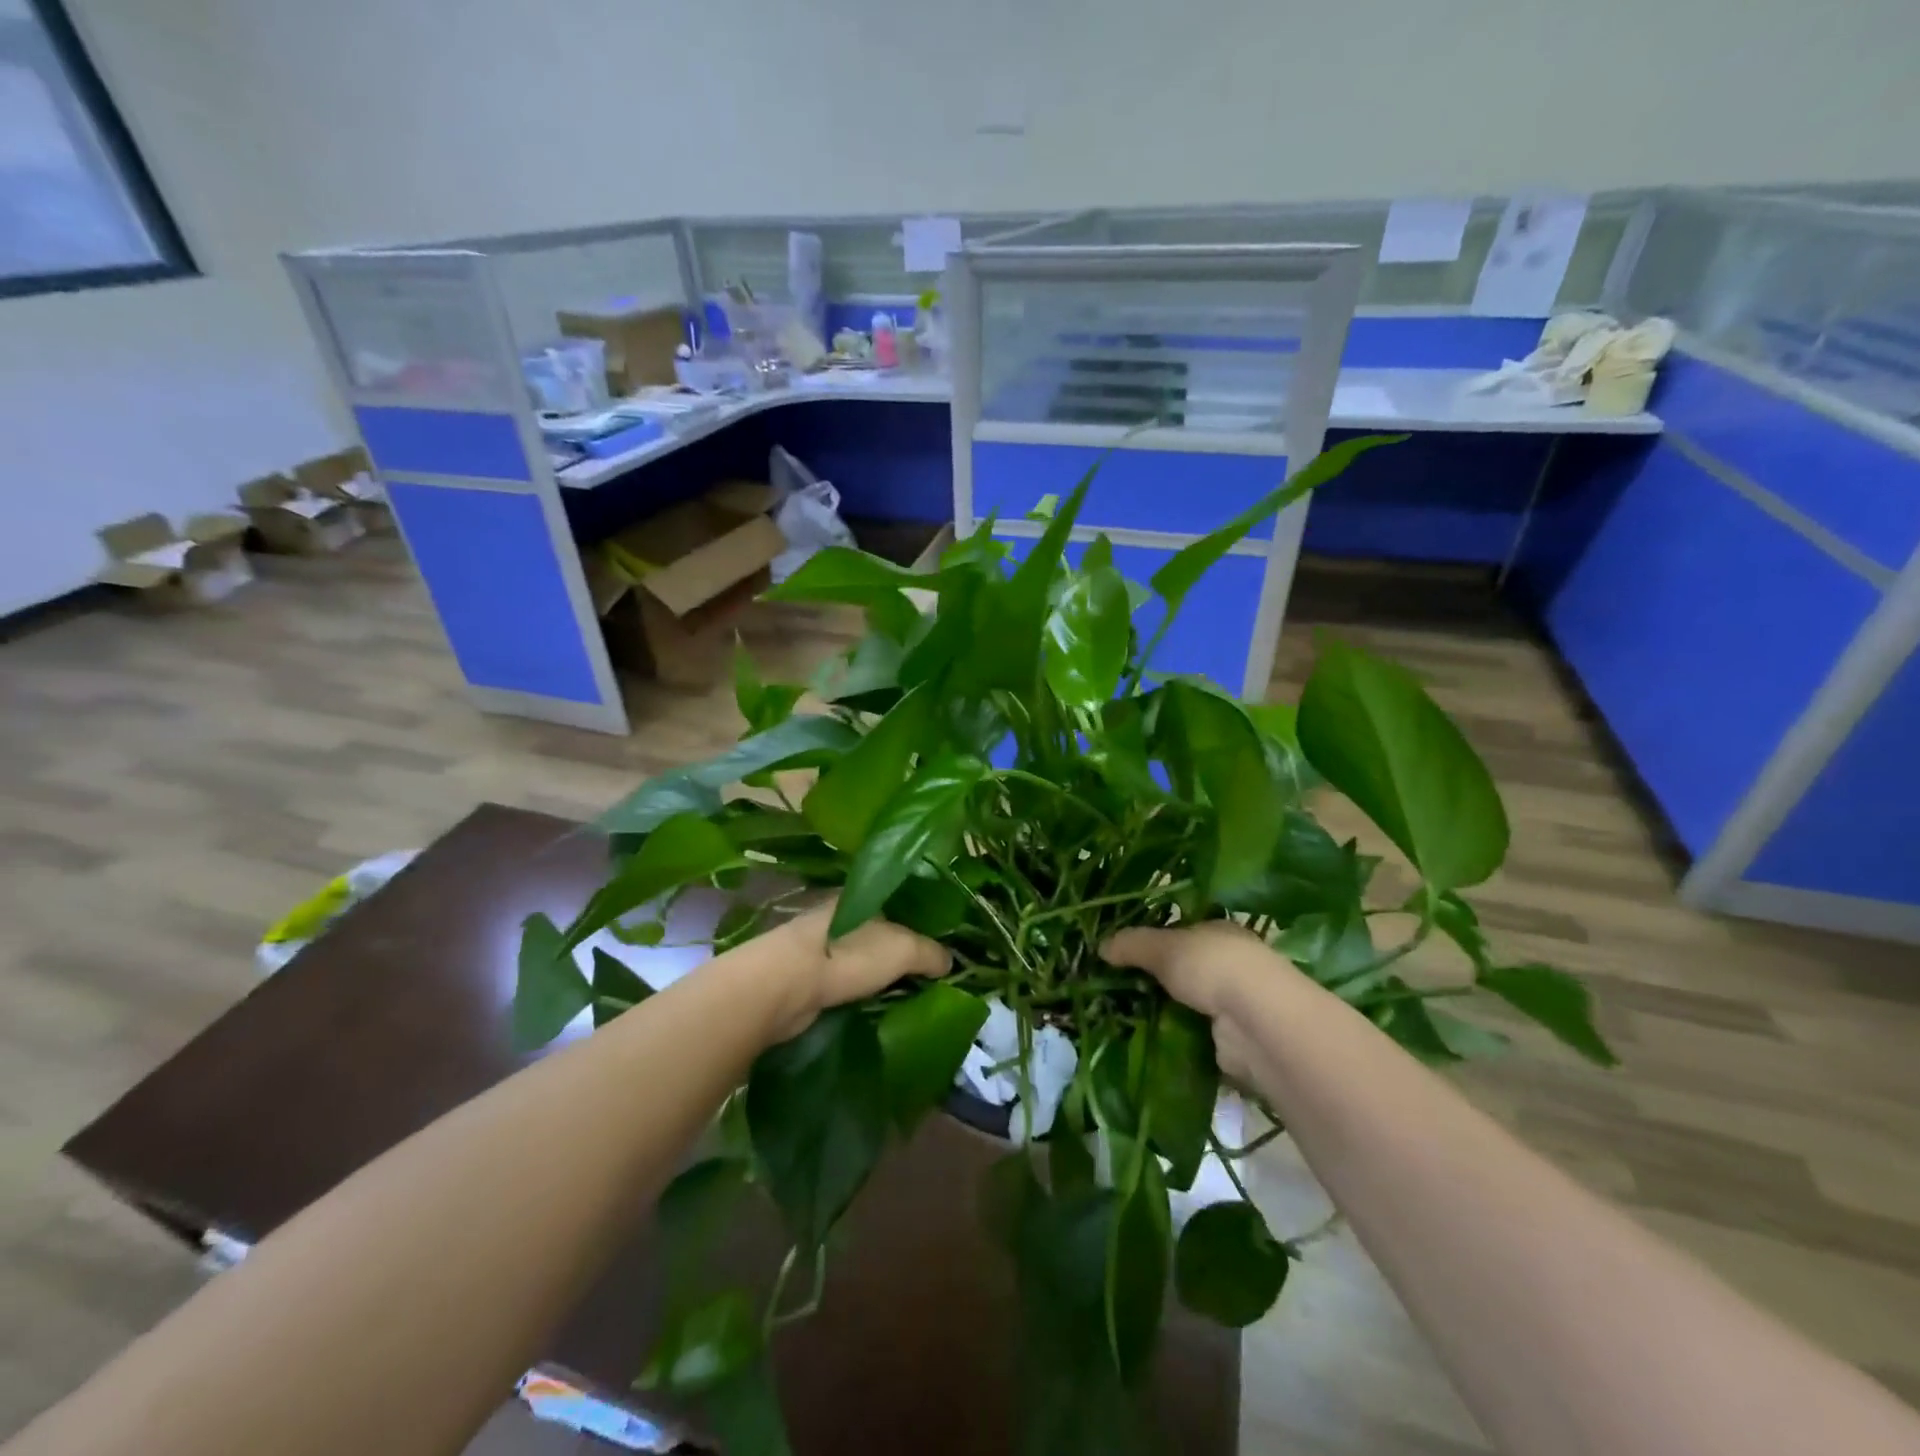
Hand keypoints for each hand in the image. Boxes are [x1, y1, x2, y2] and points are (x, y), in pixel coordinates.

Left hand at [760, 906, 949, 1040]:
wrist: (783, 986)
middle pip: (882, 932)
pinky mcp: (809, 976)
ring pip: (863, 958)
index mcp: (863, 896)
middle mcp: (842, 915)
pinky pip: (847, 981)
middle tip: (932, 975)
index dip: (923, 922)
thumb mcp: (903, 948)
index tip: (944, 944)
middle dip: (903, 952)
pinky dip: (862, 992)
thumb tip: (950, 962)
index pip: (900, 903)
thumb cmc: (848, 954)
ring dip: (882, 976)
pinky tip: (879, 1005)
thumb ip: (930, 952)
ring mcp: (823, 946)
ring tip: (911, 995)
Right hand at [1102, 921, 1286, 1083]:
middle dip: (1157, 980)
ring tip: (1124, 1017)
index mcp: (1220, 932)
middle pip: (1185, 970)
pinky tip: (1148, 1042)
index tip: (1124, 954)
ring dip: (1165, 1012)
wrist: (1256, 1021)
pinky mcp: (1232, 1041)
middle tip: (1117, 988)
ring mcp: (1234, 1004)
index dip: (1155, 941)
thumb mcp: (1163, 947)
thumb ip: (1132, 945)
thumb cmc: (1212, 966)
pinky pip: (1195, 1036)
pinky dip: (1176, 1040)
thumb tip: (1100, 946)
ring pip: (1189, 1004)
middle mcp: (1230, 965)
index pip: (1184, 932)